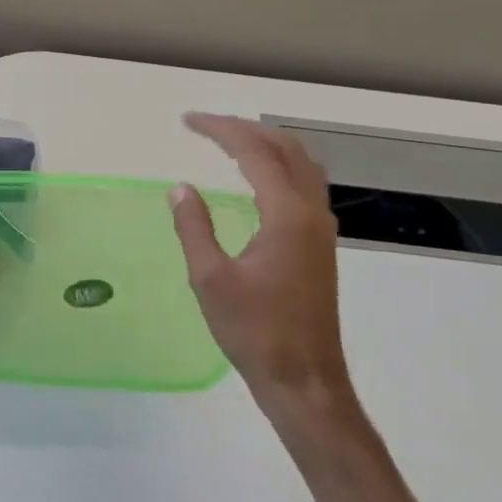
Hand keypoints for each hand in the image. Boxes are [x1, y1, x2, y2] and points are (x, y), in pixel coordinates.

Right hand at [170, 114, 351, 412]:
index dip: (220, 130)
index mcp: (287, 215)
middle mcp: (311, 213)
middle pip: (285, 149)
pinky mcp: (320, 246)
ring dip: (266, 145)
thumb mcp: (210, 279)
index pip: (254, 152)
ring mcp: (321, 230)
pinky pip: (304, 186)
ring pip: (301, 165)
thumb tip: (180, 188)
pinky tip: (257, 182)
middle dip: (244, 130)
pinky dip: (279, 167)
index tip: (187, 122)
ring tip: (229, 143)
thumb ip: (194, 227)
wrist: (305, 380)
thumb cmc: (254, 331)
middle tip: (204, 127)